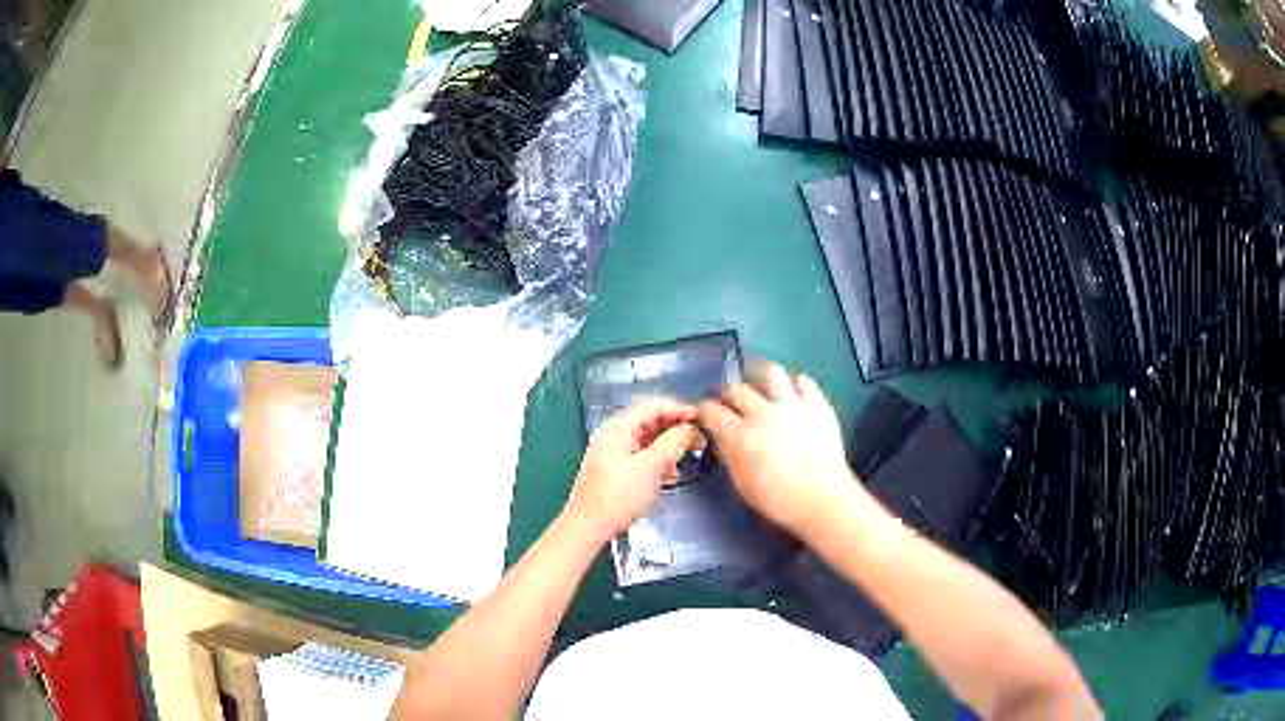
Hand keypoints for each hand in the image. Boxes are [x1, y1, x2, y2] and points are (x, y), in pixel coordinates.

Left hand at [563, 398, 702, 542]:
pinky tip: (670, 474)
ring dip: (669, 445)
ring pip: (647, 440)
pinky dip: (658, 460)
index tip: (701, 419)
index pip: (654, 406)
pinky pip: (641, 457)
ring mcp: (613, 453)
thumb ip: (673, 443)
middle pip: (650, 422)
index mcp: (619, 428)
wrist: (588, 526)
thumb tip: (690, 429)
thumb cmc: (618, 496)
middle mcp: (614, 435)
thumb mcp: (652, 466)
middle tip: (699, 438)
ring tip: (688, 455)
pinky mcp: (615, 471)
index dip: (679, 410)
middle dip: (676, 428)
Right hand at [698, 363, 861, 539]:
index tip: (706, 409)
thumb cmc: (779, 500)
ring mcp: (792, 405)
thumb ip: (731, 455)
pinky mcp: (817, 404)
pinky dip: (795, 385)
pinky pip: (803, 381)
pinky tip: (793, 393)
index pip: (713, 411)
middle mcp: (763, 414)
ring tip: (761, 383)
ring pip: (770, 373)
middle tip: (730, 398)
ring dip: (761, 376)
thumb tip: (725, 438)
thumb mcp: (743, 483)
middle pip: (737, 389)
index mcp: (740, 436)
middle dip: (728, 392)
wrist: (822, 499)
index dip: (705, 408)